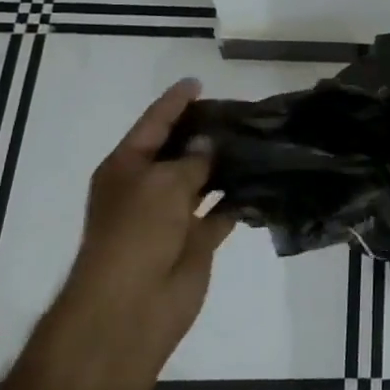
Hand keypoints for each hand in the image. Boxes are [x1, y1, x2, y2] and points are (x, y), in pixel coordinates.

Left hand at [73, 78, 236, 362]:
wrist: (131, 306)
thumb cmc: (137, 233)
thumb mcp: (163, 183)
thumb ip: (191, 159)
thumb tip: (208, 145)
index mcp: (127, 168)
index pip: (154, 124)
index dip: (175, 102)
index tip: (198, 82)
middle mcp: (147, 188)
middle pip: (179, 151)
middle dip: (205, 132)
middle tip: (241, 111)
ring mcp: (171, 216)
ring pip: (203, 180)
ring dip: (225, 164)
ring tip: (258, 139)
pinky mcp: (195, 241)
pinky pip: (221, 212)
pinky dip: (238, 199)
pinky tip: (263, 180)